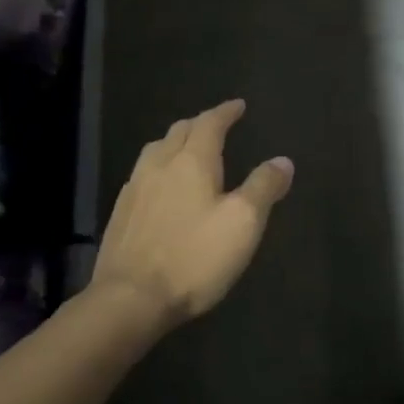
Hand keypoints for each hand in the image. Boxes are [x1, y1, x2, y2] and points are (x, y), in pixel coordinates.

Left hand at [93, 100, 293, 328]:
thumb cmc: (194, 257)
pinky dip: (159, 166)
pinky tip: (161, 185)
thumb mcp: (243, 223)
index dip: (225, 112)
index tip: (238, 105)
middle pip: (179, 131)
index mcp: (191, 161)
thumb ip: (264, 187)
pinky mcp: (121, 213)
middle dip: (200, 123)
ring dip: (175, 141)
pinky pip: (142, 174)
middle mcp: (159, 165)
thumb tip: (282, 160)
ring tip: (188, 148)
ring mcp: (135, 188)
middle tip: (216, 124)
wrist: (130, 298)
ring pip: (156, 150)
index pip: (210, 124)